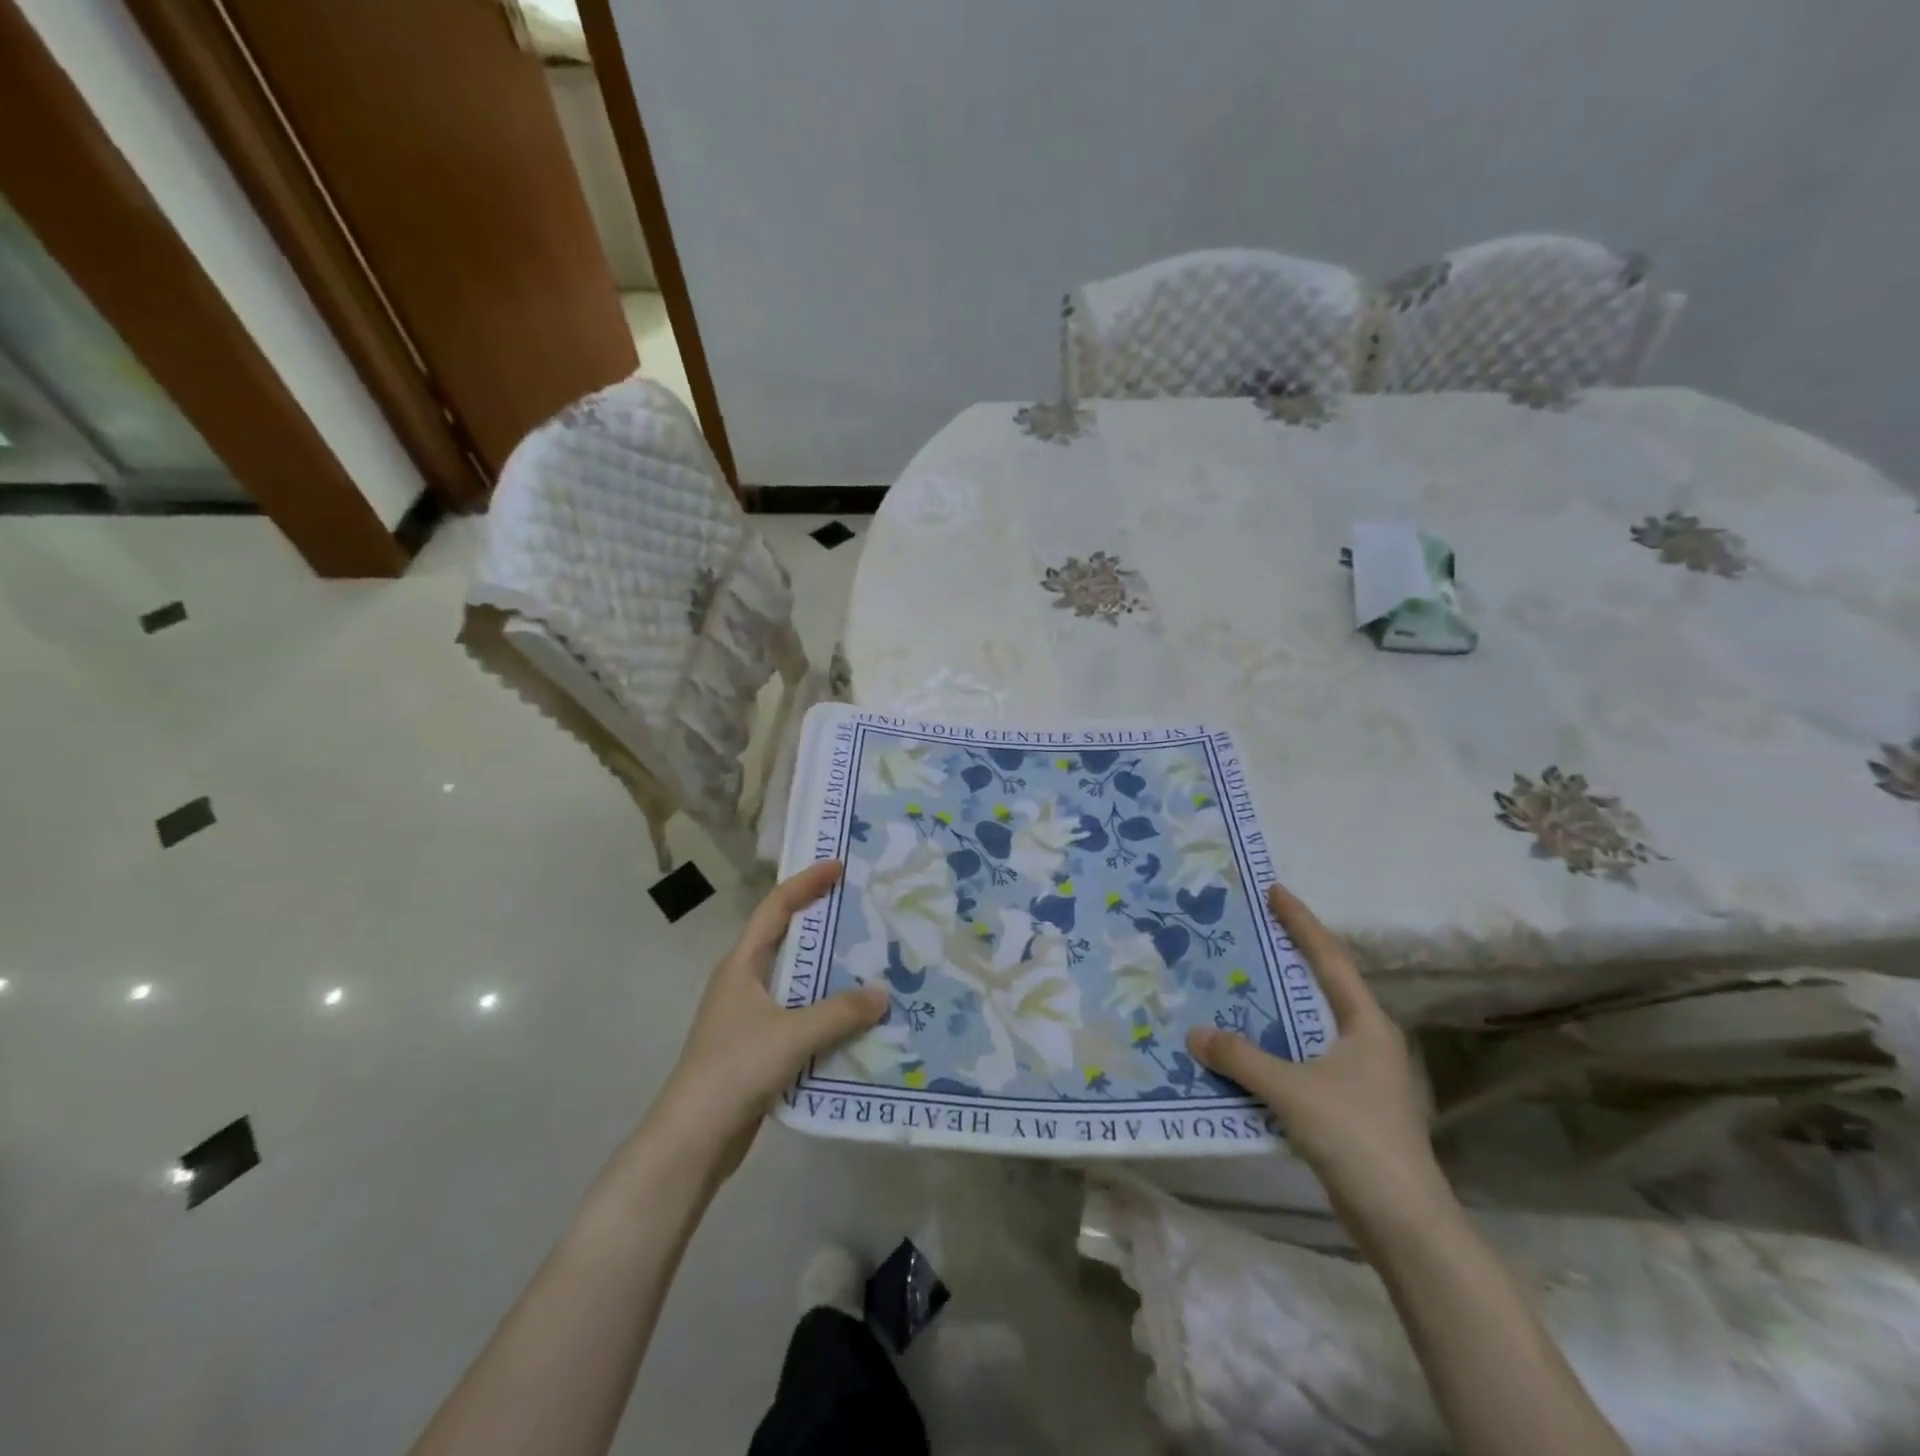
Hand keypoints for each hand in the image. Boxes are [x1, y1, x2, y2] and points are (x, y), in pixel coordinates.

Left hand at [645, 861, 886, 1184]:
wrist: (692, 1140)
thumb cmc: (735, 1069)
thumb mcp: (792, 1034)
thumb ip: (840, 1012)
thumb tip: (883, 994)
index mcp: (742, 965)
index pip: (776, 909)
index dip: (806, 883)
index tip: (839, 867)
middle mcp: (744, 983)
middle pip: (789, 942)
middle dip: (825, 927)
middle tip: (866, 915)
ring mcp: (750, 1018)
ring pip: (797, 983)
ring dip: (830, 975)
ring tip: (873, 965)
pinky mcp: (759, 1049)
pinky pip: (800, 1018)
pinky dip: (827, 1013)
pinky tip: (857, 1022)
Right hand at [1186, 883, 1443, 1218]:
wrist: (1404, 1224)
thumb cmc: (1357, 1139)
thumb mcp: (1293, 1092)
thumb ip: (1242, 1059)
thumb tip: (1195, 1032)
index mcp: (1365, 1025)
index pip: (1329, 959)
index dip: (1302, 922)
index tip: (1274, 890)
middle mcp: (1365, 1041)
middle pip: (1320, 986)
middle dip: (1286, 958)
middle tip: (1247, 932)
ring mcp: (1359, 1075)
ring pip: (1309, 1025)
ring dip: (1275, 1006)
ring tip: (1234, 983)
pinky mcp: (1347, 1105)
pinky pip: (1302, 1058)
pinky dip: (1274, 1045)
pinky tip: (1244, 1049)